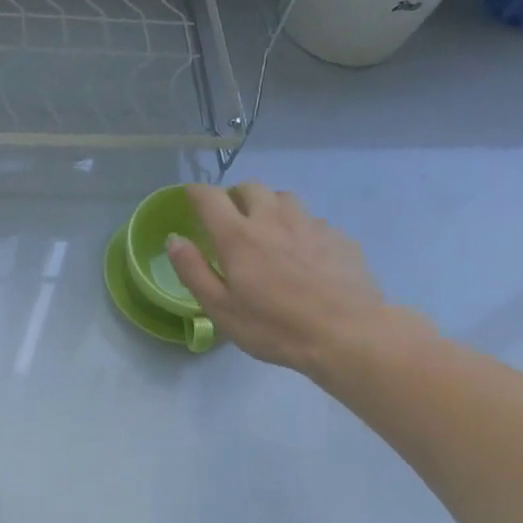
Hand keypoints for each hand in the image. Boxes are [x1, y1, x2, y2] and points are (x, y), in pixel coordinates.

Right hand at [165, 182, 426, 379]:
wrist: (347, 334)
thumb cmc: (274, 327)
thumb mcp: (221, 308)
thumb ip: (193, 271)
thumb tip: (174, 239)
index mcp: (238, 236)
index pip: (210, 197)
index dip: (195, 193)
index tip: (190, 199)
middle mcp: (273, 219)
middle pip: (250, 188)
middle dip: (234, 197)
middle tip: (230, 220)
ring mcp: (310, 224)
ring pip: (283, 198)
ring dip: (268, 207)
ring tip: (267, 233)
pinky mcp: (338, 236)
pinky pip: (311, 220)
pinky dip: (298, 229)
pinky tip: (302, 256)